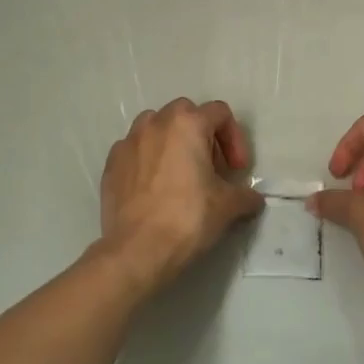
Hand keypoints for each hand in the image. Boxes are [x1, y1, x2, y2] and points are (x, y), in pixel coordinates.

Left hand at [98, 99, 262, 287]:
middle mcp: (156, 123)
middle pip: (186, 114)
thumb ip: (245, 195)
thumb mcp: (228, 206)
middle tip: (211, 168)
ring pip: (155, 126)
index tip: (237, 170)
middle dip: (203, 135)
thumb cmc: (188, 218)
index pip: (220, 113)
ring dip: (172, 142)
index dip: (235, 139)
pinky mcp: (111, 164)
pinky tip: (155, 188)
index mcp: (187, 124)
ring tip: (180, 173)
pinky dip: (148, 159)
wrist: (138, 250)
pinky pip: (135, 150)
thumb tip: (252, 199)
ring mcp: (128, 142)